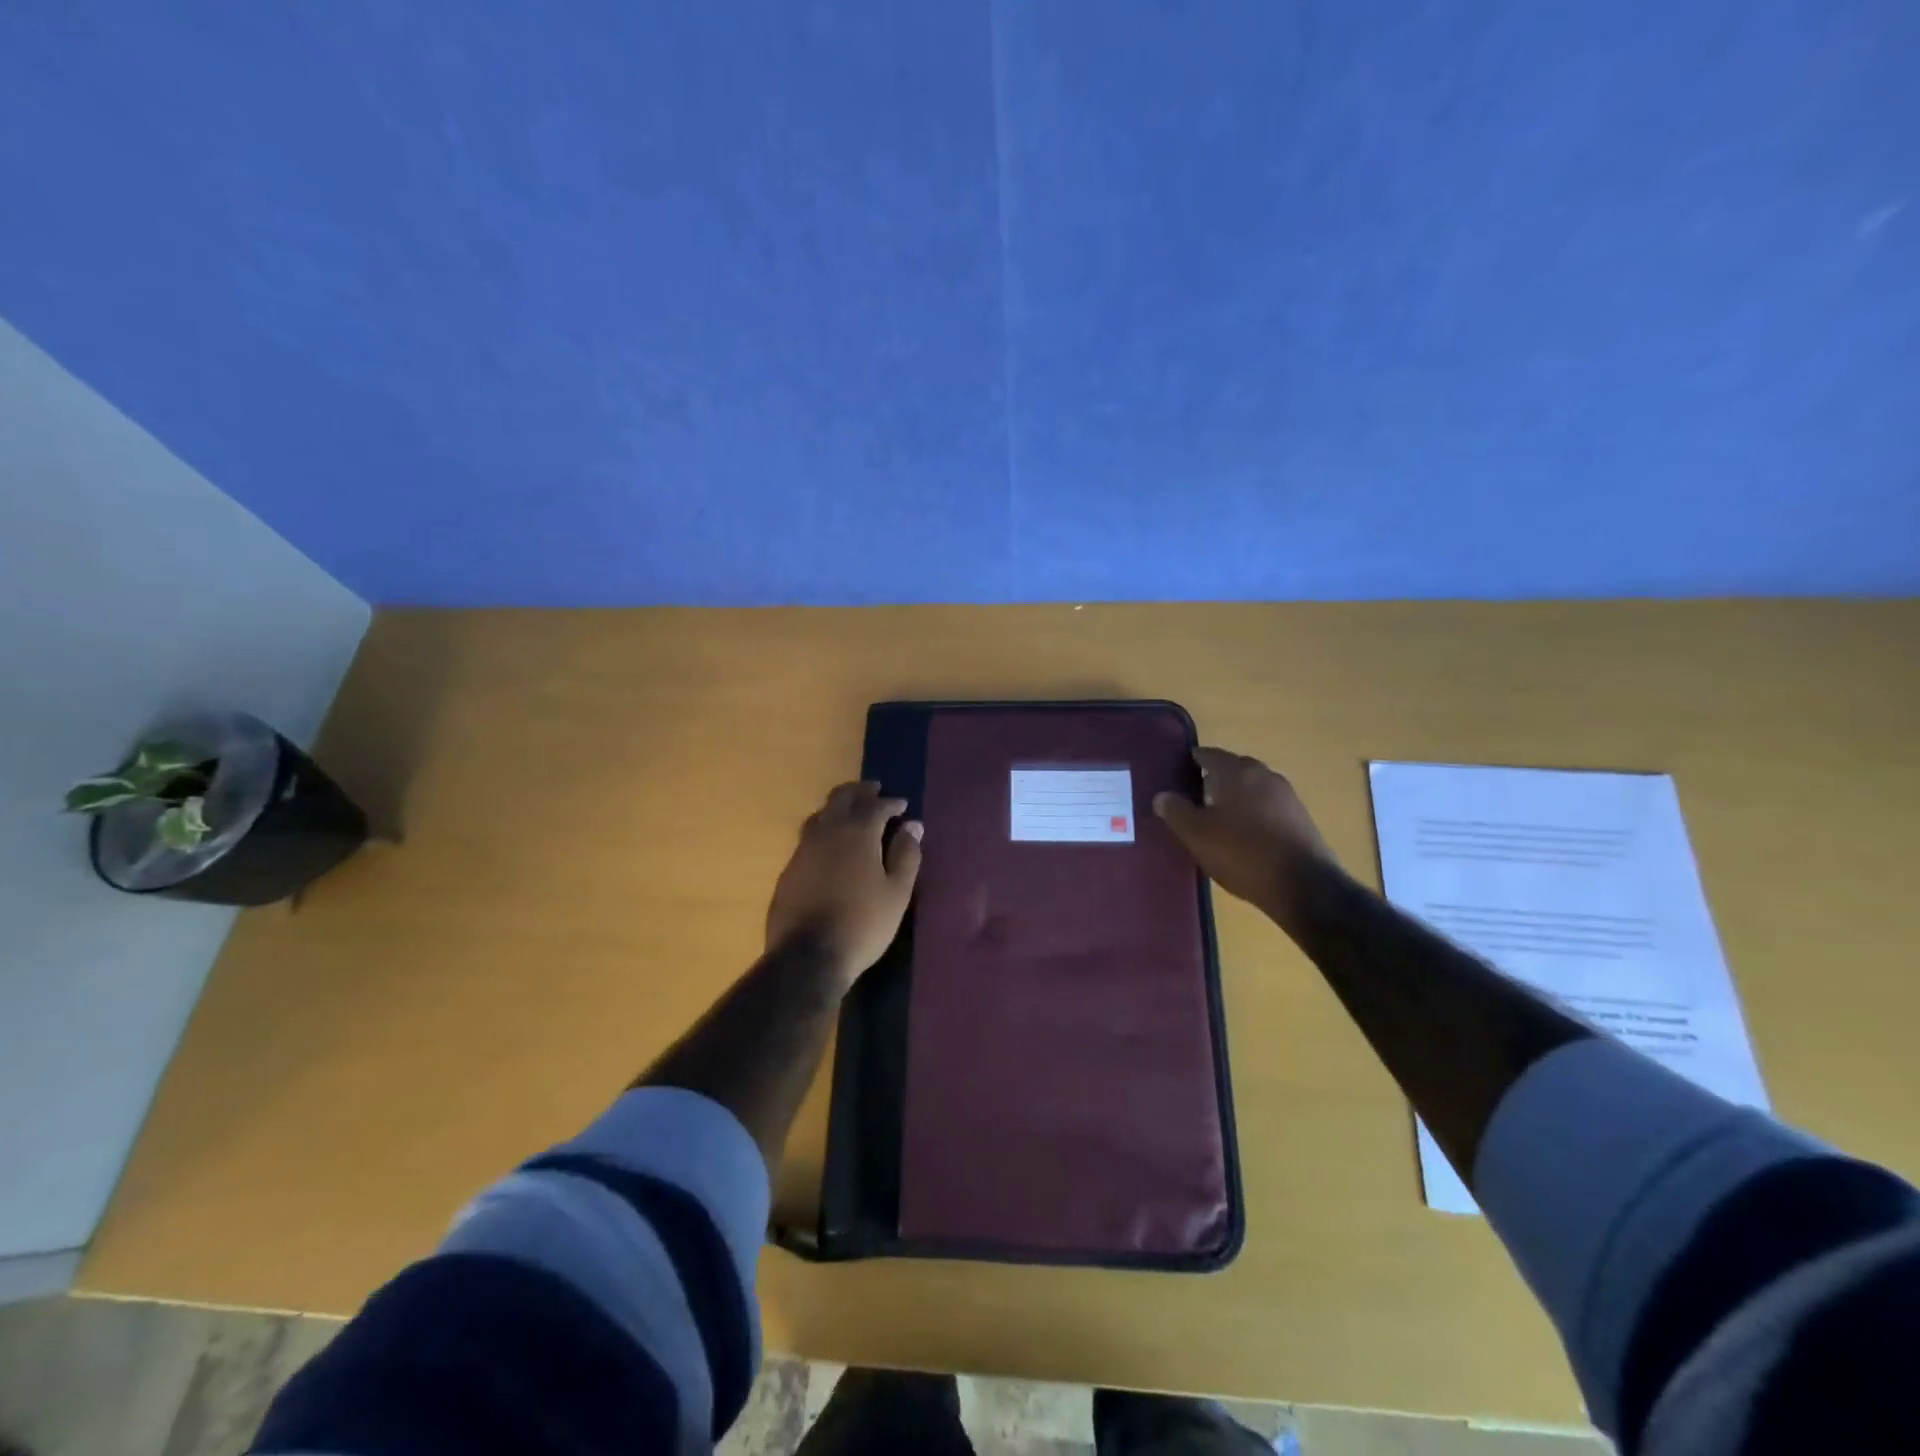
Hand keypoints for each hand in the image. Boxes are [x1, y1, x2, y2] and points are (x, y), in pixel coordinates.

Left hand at [766, 781, 923, 987]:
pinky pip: (808, 838)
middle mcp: (827, 832)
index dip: (891, 802)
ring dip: (838, 808)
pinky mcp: (789, 869)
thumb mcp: (897, 892)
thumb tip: (913, 826)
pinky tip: (829, 847)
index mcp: (857, 832)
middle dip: (860, 791)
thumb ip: (906, 855)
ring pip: (821, 815)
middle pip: (842, 798)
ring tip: (850, 814)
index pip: (876, 805)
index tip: (902, 805)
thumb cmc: (863, 923)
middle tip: (874, 791)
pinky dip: (823, 832)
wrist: (808, 956)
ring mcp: (803, 849)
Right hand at [1153, 747, 1336, 926]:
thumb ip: (1176, 812)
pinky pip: (1267, 807)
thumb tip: (1162, 796)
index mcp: (1236, 772)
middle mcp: (1264, 775)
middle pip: (1233, 769)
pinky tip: (1243, 835)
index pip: (1208, 754)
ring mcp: (1286, 796)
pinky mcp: (1300, 818)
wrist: (1304, 885)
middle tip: (1192, 798)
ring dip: (1234, 797)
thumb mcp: (1197, 835)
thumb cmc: (1242, 853)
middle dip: (1213, 779)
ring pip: (1252, 788)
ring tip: (1216, 819)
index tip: (1176, 773)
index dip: (1191, 761)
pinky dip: (1252, 813)